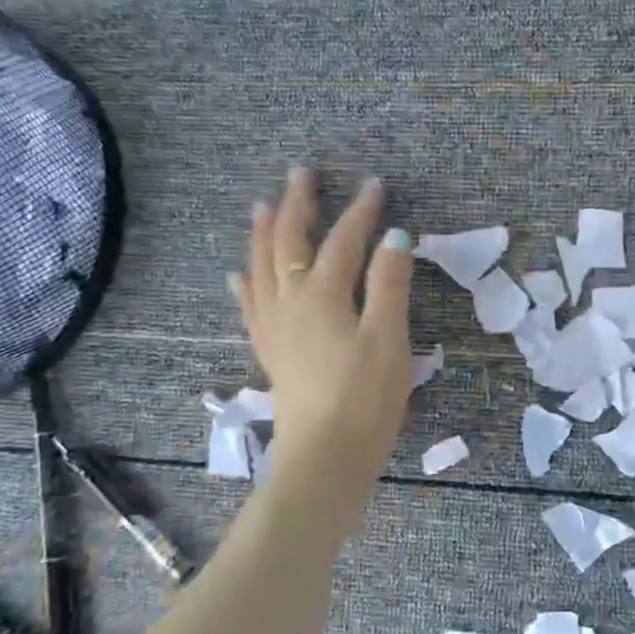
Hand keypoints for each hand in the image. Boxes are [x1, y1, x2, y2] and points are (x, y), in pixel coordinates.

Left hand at [230, 167, 413, 495]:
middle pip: (289, 244)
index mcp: (323, 296)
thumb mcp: (389, 339)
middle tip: (302, 175)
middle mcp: (290, 303)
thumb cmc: (365, 400)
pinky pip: (251, 307)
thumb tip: (395, 237)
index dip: (360, 212)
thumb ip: (389, 285)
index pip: (343, 241)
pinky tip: (239, 276)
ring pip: (261, 269)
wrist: (325, 458)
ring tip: (262, 207)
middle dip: (297, 206)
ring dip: (263, 234)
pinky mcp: (271, 353)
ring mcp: (275, 328)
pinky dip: (246, 283)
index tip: (375, 184)